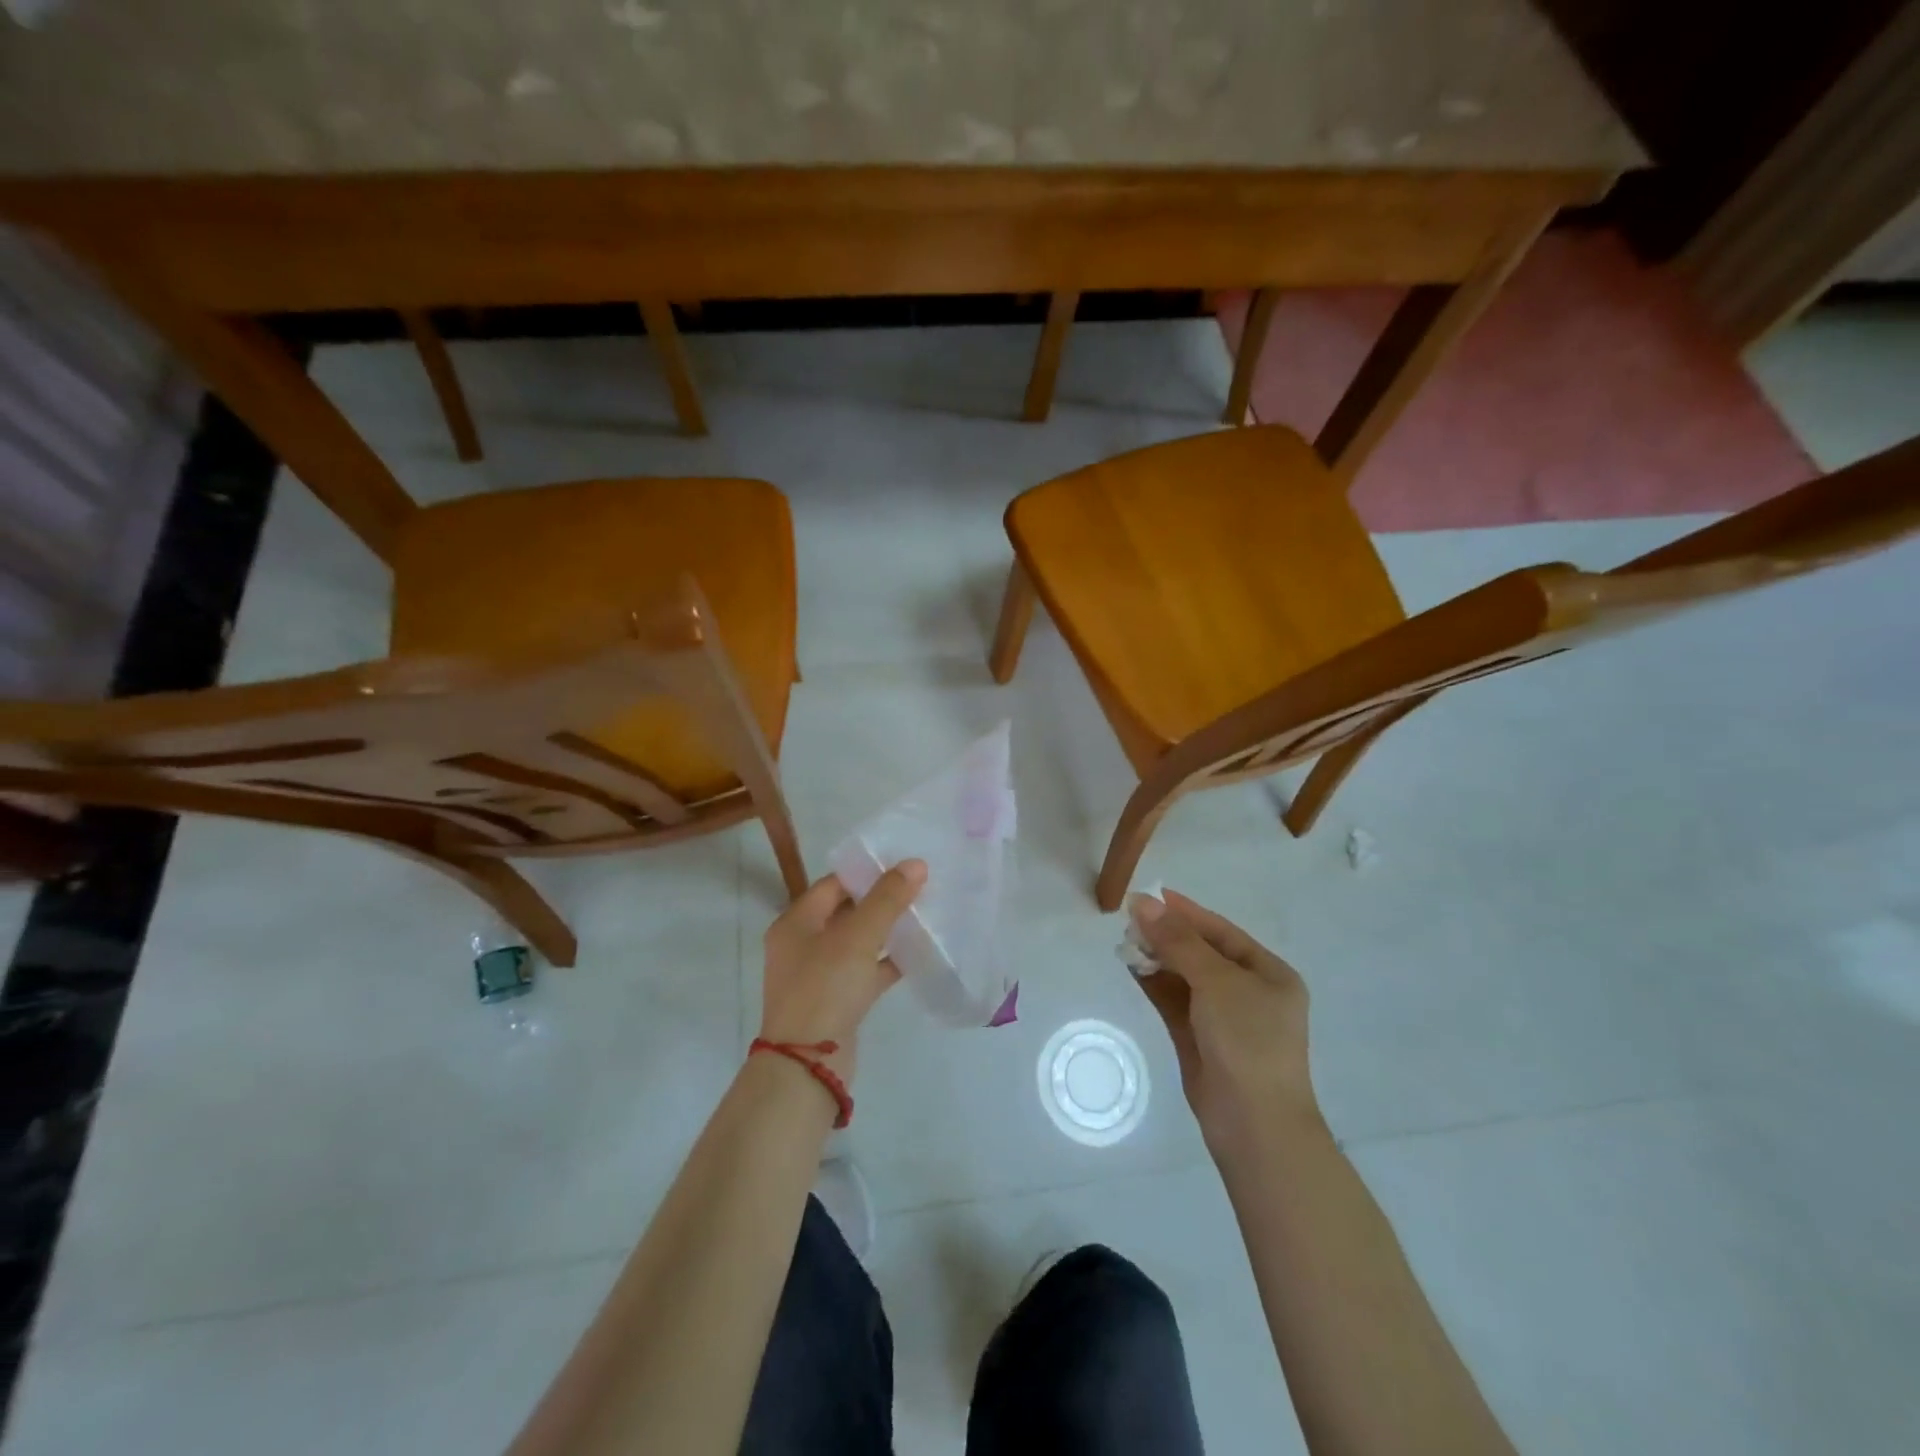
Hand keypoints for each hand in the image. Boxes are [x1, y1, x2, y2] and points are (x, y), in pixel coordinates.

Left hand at [760, 861, 926, 1085]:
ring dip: (888, 930)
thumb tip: (915, 863)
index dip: (867, 872)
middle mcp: (803, 944)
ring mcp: (820, 974)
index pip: (833, 884)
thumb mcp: (857, 937)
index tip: (902, 864)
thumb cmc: (825, 989)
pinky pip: (867, 970)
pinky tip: (919, 952)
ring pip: (859, 942)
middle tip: (920, 886)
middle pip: (846, 911)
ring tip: (924, 913)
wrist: (808, 1066)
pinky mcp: (839, 1000)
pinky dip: (889, 961)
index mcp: (796, 923)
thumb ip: (887, 899)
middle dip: (881, 900)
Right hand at [1130, 889, 1320, 1158]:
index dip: (1185, 912)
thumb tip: (1143, 903)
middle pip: (1201, 952)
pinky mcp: (1199, 1039)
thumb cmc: (1247, 1041)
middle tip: (1129, 919)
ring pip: (1184, 976)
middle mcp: (1248, 992)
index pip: (1221, 932)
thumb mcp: (1216, 982)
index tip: (1149, 895)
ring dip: (1156, 958)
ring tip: (1124, 940)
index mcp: (1269, 974)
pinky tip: (1130, 966)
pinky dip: (1154, 983)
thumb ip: (1178, 941)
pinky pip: (1174, 1001)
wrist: (1254, 1125)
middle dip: (1167, 935)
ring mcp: (1223, 1018)